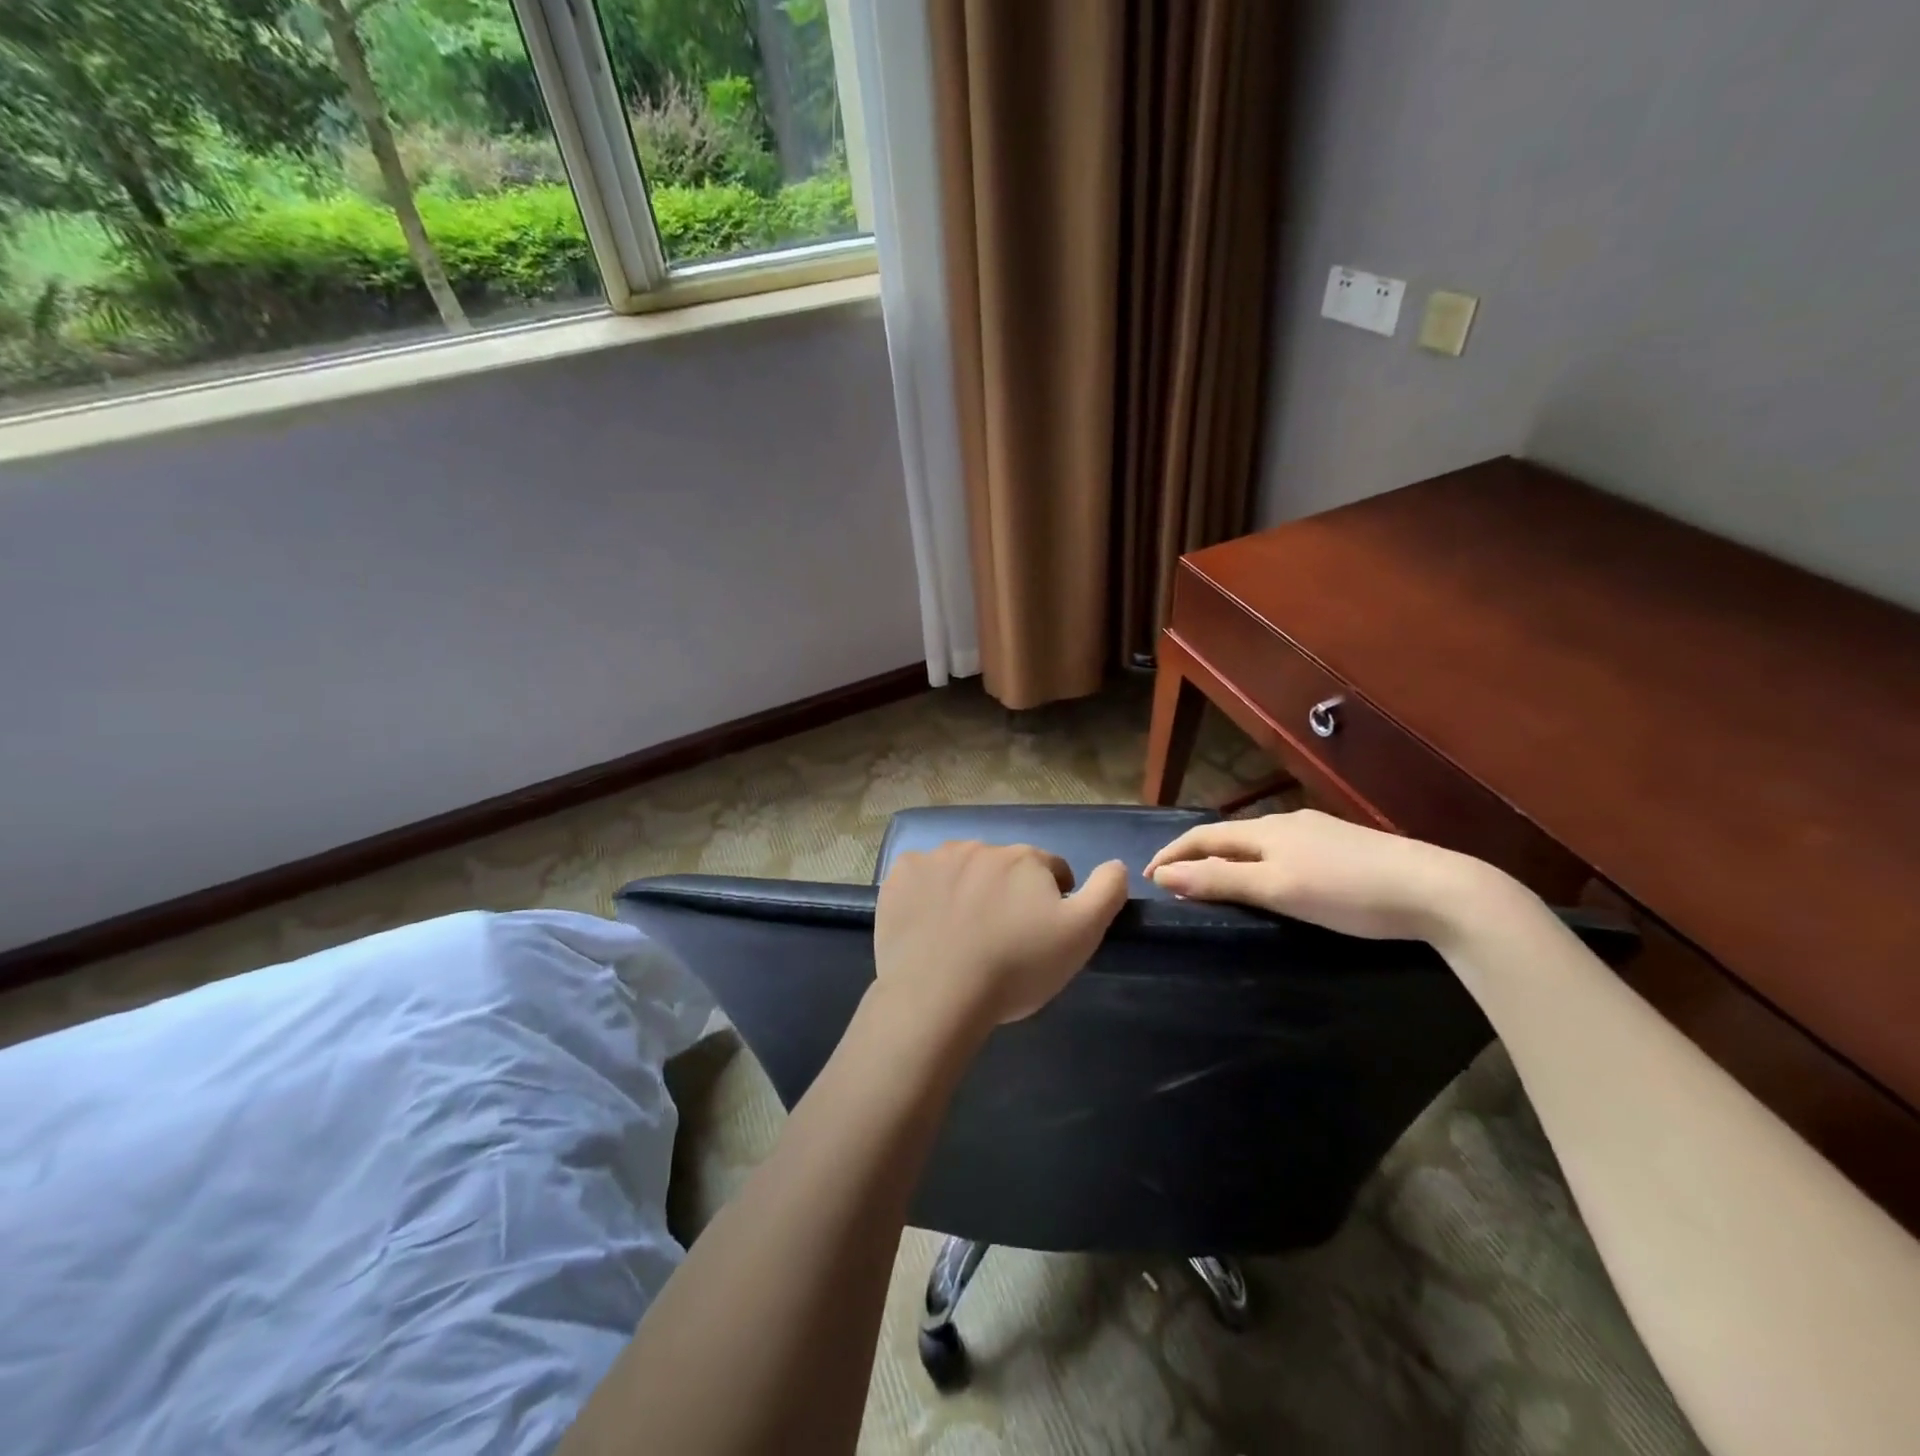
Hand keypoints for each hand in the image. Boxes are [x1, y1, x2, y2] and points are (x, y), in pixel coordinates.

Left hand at [874, 842, 1129, 1029]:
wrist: (939, 994)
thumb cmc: (1016, 966)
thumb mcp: (1080, 935)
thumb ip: (1106, 892)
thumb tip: (1118, 864)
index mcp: (1024, 858)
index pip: (1050, 869)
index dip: (1051, 898)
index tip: (1041, 931)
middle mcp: (980, 846)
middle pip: (1003, 866)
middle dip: (1007, 892)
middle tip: (1001, 936)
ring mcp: (935, 858)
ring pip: (961, 869)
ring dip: (967, 889)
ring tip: (962, 934)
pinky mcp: (900, 876)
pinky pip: (921, 878)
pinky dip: (927, 894)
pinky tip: (927, 926)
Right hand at [1144, 809, 1503, 942]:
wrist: (1436, 889)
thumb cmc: (1347, 892)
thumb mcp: (1276, 889)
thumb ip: (1220, 880)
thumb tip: (1164, 874)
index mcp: (1266, 831)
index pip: (1203, 836)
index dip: (1172, 853)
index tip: (1147, 875)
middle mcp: (1287, 822)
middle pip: (1229, 836)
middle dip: (1197, 854)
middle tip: (1176, 880)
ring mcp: (1319, 832)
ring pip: (1260, 842)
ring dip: (1229, 858)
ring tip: (1218, 881)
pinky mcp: (1346, 846)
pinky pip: (1286, 849)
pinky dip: (1261, 862)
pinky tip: (1277, 877)